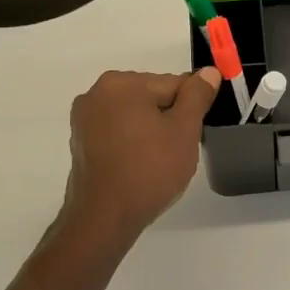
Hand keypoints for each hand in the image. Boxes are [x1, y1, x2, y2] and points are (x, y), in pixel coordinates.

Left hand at [61, 68, 218, 239]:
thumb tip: (209, 71)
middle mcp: (97, 93)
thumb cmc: (149, 170)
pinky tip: (139, 166)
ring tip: (158, 162)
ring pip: (135, 116)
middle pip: (152, 97)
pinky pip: (118, 132)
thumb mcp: (184, 130)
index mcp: (122, 83)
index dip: (191, 108)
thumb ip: (197, 96)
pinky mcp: (81, 142)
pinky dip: (132, 143)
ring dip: (151, 131)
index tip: (194, 133)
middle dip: (169, 118)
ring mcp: (84, 119)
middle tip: (177, 151)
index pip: (173, 84)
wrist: (104, 218)